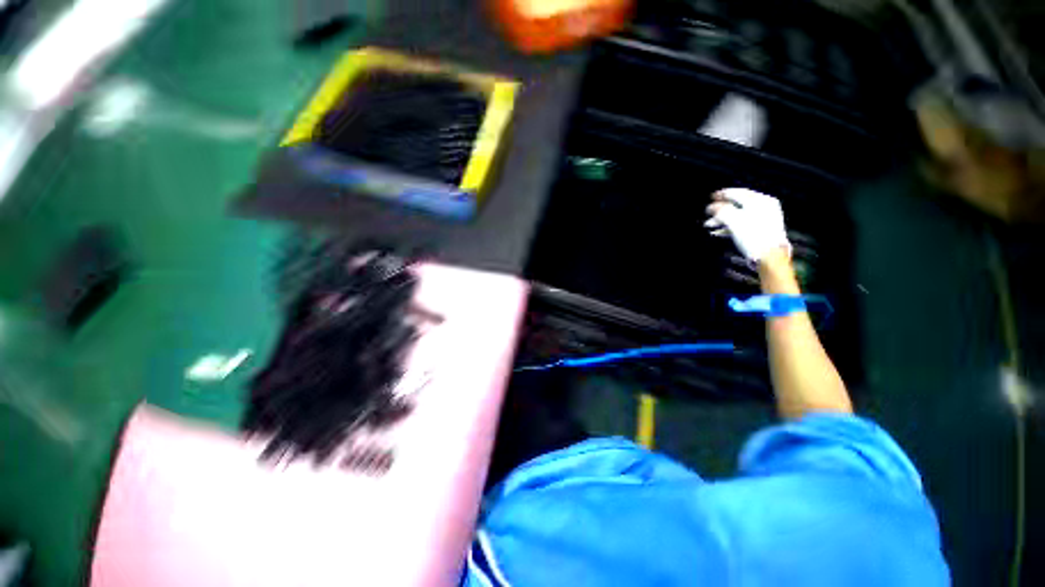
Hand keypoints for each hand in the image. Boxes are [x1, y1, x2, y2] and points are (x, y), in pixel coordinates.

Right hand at [704, 188, 790, 262]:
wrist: (769, 256)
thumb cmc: (754, 236)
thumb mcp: (733, 220)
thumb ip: (721, 211)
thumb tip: (712, 207)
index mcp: (760, 200)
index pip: (738, 192)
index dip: (722, 195)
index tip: (712, 197)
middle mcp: (764, 207)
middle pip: (737, 205)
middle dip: (720, 211)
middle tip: (708, 215)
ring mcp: (764, 218)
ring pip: (738, 215)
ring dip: (722, 220)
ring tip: (710, 225)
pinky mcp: (761, 230)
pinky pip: (742, 224)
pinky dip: (730, 226)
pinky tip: (720, 232)